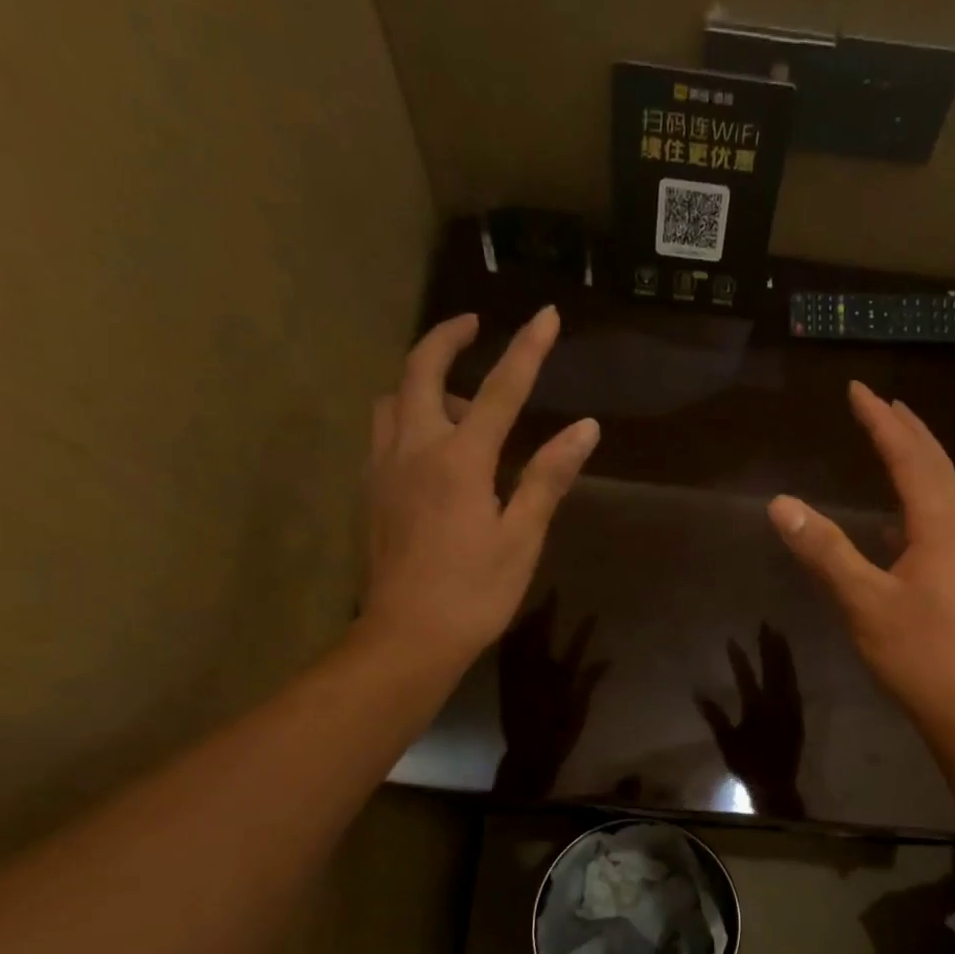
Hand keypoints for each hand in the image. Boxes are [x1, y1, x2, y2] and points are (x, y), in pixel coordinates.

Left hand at [356, 307, 598, 671]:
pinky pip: (383, 433)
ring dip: (422, 382)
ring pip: (392, 400)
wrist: (406, 637)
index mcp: (459, 460)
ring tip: (458, 403)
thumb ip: (548, 477)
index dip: (527, 349)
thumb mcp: (522, 537)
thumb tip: (585, 428)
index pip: (500, 390)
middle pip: (420, 371)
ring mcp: (383, 469)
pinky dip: (406, 417)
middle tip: (472, 325)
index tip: (547, 315)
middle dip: (447, 337)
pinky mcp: (369, 492)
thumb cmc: (474, 592)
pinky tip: (431, 448)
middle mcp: (413, 449)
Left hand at [494, 591, 608, 801]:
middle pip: (541, 636)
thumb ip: (590, 682)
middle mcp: (536, 672)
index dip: (582, 629)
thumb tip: (606, 659)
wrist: (528, 754)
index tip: (591, 612)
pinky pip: (506, 654)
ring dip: (527, 622)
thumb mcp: (579, 709)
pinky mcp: (505, 681)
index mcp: (559, 679)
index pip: (574, 647)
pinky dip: (511, 639)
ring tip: (533, 606)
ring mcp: (518, 676)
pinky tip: (512, 630)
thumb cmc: (559, 734)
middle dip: (546, 613)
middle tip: (552, 594)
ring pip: (521, 641)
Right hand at [696, 624, 805, 817]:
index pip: (746, 676)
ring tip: (779, 636)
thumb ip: (715, 717)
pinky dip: (790, 671)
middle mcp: (777, 704)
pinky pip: (795, 686)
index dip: (738, 657)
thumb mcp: (727, 742)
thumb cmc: (748, 765)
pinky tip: (788, 665)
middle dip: (769, 645)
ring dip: (784, 654)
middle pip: (774, 668)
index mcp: (757, 709)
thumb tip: (699, 693)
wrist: (777, 784)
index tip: (732, 639)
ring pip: (788, 674)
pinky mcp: (798, 715)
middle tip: (766, 624)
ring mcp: (790, 708)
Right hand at [769, 382, 954, 730]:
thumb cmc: (922, 655)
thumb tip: (782, 503)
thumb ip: (825, 551)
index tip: (858, 390)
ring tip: (893, 447)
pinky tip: (897, 526)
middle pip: (937, 467)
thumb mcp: (864, 602)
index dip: (881, 422)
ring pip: (944, 496)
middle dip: (907, 432)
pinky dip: (918, 507)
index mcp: (941, 527)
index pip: (910, 458)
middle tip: (881, 404)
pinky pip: (943, 525)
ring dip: (918, 466)